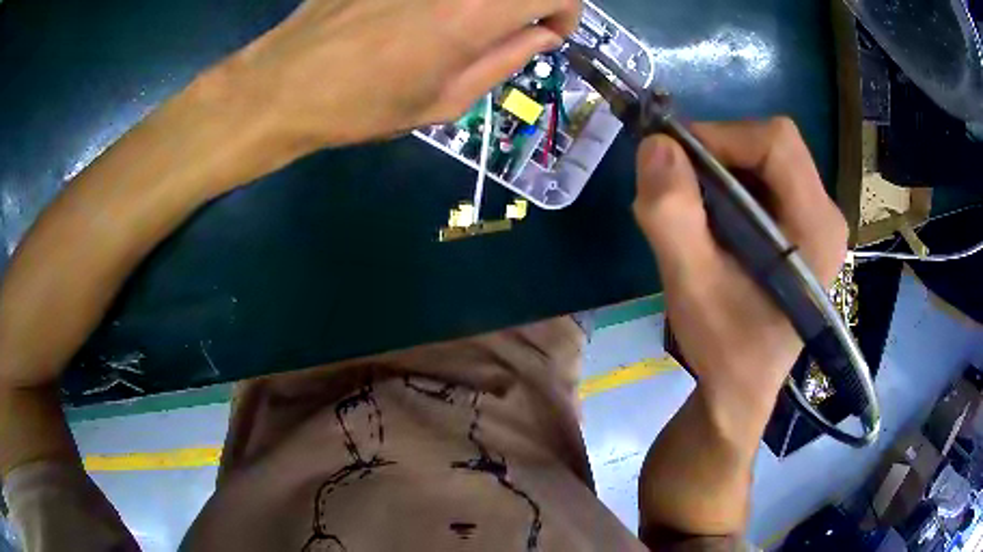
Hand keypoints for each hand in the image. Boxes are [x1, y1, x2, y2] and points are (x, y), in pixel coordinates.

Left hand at [210, 0, 580, 150]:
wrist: (283, 85)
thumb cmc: (363, 105)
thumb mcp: (445, 99)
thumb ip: (507, 59)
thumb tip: (543, 35)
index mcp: (473, 11)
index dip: (565, 11)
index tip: (546, 33)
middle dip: (531, 1)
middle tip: (513, 25)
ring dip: (487, 2)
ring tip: (463, 23)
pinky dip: (446, 0)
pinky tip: (420, 14)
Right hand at [633, 118, 847, 417]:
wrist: (741, 387)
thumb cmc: (725, 348)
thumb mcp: (691, 287)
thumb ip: (672, 216)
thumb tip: (656, 144)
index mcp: (817, 227)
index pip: (777, 143)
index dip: (722, 137)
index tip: (676, 163)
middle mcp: (826, 214)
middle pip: (771, 145)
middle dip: (717, 154)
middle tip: (678, 187)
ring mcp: (817, 219)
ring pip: (764, 157)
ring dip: (719, 169)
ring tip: (692, 210)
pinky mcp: (802, 225)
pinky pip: (763, 178)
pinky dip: (728, 184)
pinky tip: (711, 220)